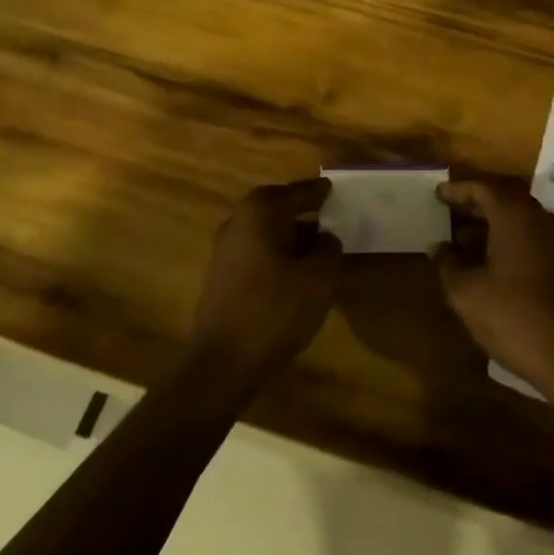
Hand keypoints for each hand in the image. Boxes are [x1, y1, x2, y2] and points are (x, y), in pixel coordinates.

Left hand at [187, 179, 341, 381]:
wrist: (220, 365)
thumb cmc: (273, 311)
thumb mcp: (318, 279)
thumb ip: (329, 250)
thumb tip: (326, 237)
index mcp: (260, 212)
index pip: (295, 192)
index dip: (317, 191)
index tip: (333, 189)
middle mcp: (237, 223)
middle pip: (275, 208)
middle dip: (301, 212)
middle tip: (327, 217)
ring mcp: (224, 251)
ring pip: (264, 232)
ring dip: (289, 237)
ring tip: (316, 250)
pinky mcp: (220, 278)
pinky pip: (256, 253)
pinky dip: (276, 256)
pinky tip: (293, 275)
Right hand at [433, 175, 553, 392]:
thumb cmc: (515, 318)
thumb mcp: (468, 294)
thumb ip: (447, 265)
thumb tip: (438, 247)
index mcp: (515, 215)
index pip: (482, 187)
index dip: (457, 190)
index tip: (437, 194)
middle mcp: (539, 217)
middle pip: (503, 197)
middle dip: (474, 203)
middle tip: (447, 211)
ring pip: (517, 217)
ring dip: (490, 222)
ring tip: (460, 239)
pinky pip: (529, 235)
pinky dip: (506, 238)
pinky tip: (487, 261)